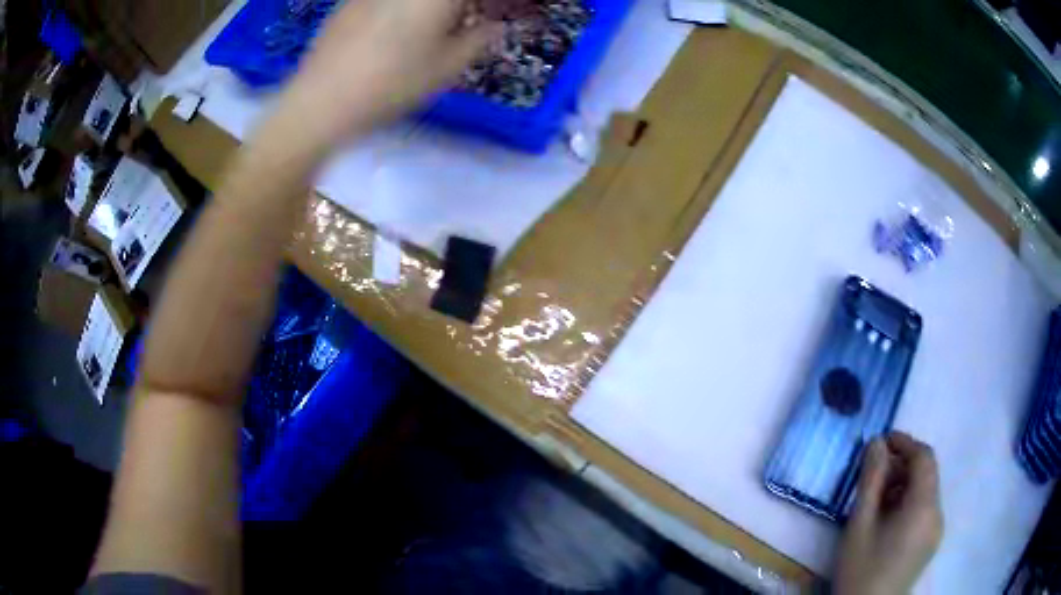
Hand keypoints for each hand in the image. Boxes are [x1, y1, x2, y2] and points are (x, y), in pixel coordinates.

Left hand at [273, 0, 501, 149]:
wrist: (322, 100)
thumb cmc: (393, 83)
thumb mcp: (449, 66)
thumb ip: (480, 38)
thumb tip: (493, 26)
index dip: (487, 7)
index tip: (493, 19)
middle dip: (460, 8)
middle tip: (465, 24)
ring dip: (431, 9)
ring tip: (433, 29)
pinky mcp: (350, 0)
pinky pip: (387, 2)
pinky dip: (401, 10)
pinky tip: (396, 31)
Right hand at [834, 432, 943, 594]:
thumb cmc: (860, 569)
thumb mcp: (859, 525)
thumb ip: (870, 481)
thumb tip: (876, 443)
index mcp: (924, 507)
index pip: (924, 458)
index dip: (905, 443)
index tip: (881, 441)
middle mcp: (937, 513)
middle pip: (927, 474)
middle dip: (902, 465)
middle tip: (873, 472)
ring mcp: (936, 530)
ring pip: (926, 492)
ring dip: (905, 485)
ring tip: (877, 498)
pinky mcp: (931, 543)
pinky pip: (925, 510)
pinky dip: (909, 503)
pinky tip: (887, 519)